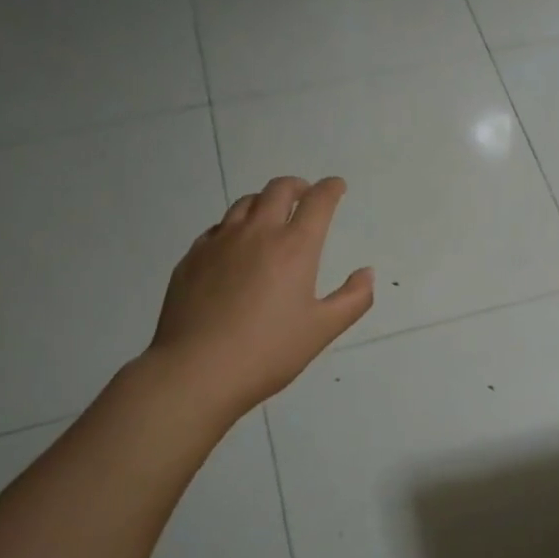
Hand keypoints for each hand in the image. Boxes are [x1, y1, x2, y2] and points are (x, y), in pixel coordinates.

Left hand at [146, 176, 372, 420]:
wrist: (196, 371)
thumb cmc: (268, 352)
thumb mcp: (322, 330)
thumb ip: (353, 299)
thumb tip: (366, 273)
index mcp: (294, 247)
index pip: (317, 201)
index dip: (330, 189)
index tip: (336, 187)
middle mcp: (257, 233)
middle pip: (278, 190)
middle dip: (297, 186)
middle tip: (305, 196)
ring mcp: (219, 243)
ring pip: (244, 204)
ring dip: (264, 202)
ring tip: (270, 216)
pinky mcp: (192, 258)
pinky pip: (217, 229)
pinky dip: (234, 226)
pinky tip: (234, 247)